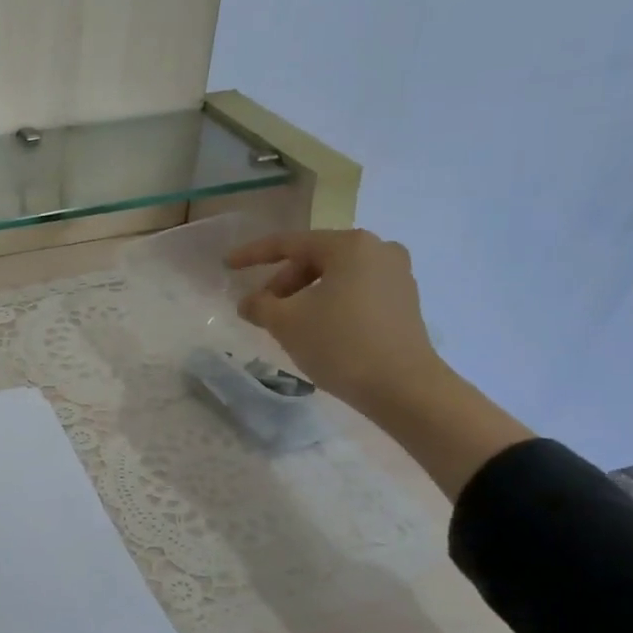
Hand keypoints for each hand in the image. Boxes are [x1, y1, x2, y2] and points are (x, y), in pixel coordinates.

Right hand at [227, 228, 444, 416]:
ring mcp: (397, 276)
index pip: (289, 243)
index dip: (253, 254)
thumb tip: (249, 302)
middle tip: (262, 308)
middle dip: (283, 282)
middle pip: (315, 258)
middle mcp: (379, 250)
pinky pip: (355, 292)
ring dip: (304, 295)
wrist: (403, 388)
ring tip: (286, 322)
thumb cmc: (340, 344)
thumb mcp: (286, 322)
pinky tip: (316, 329)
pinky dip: (329, 304)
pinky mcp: (404, 303)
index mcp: (350, 245)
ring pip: (336, 277)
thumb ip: (259, 305)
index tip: (227, 264)